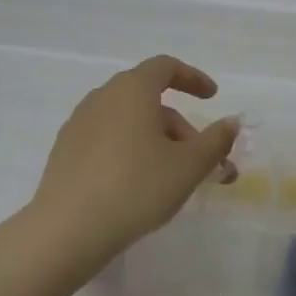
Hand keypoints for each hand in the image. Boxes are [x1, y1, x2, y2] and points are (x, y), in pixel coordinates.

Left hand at [32, 56, 240, 255]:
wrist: (69, 228)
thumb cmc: (138, 186)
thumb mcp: (189, 166)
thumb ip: (215, 141)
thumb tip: (230, 123)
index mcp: (132, 90)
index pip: (165, 67)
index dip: (192, 78)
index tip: (212, 97)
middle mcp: (102, 97)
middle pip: (149, 100)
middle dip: (181, 127)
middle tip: (203, 161)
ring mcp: (79, 124)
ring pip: (128, 123)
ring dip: (158, 142)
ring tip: (175, 179)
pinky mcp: (65, 152)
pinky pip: (107, 140)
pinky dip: (131, 151)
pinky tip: (139, 185)